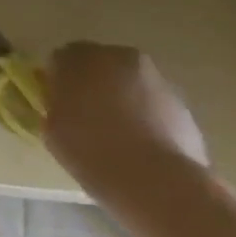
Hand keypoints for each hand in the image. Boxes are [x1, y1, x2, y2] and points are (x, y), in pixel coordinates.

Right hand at [43, 42, 210, 190]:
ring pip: (129, 84)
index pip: (61, 59)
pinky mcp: (184, 106)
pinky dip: (145, 117)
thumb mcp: (51, 123)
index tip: (56, 102)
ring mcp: (157, 80)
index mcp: (79, 57)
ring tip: (114, 135)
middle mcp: (120, 58)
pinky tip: (138, 146)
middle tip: (84, 114)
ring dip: (121, 100)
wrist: (154, 179)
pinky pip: (153, 106)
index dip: (57, 80)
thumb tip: (64, 102)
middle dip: (92, 84)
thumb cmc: (87, 146)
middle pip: (100, 65)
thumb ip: (57, 103)